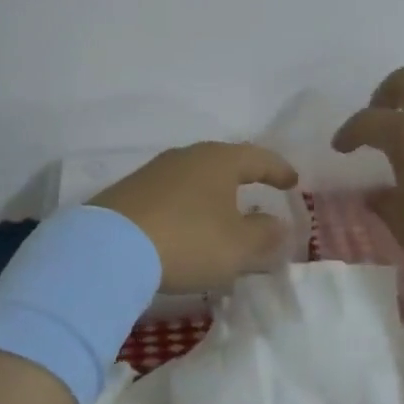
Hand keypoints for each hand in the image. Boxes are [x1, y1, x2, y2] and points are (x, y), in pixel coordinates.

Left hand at [91, 142, 299, 293]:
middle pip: (224, 163)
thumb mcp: (238, 247)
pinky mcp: (130, 192)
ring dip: (212, 195)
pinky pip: (171, 194)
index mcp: (219, 160)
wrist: (110, 247)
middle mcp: (187, 156)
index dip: (278, 170)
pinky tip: (185, 227)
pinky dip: (186, 207)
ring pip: (195, 178)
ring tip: (221, 215)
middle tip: (258, 192)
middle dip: (243, 179)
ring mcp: (154, 171)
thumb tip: (279, 226)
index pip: (258, 157)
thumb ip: (265, 236)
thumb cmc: (188, 240)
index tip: (293, 181)